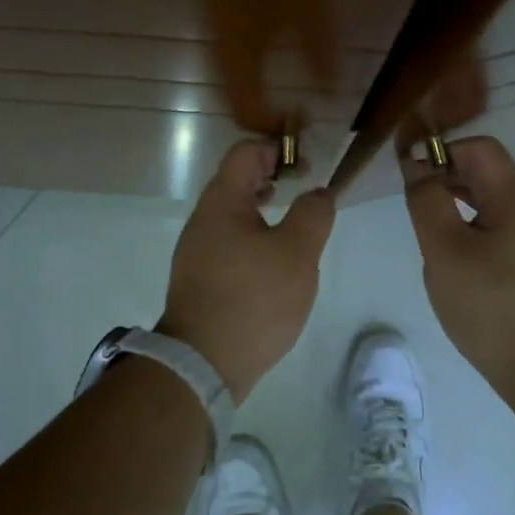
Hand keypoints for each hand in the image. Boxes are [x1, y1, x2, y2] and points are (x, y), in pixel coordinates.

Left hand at [159, 140, 335, 404]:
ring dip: (263, 210)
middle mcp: (203, 218)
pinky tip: (272, 265)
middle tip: (303, 195)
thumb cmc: (254, 298)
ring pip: (232, 213)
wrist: (203, 362)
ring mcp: (196, 249)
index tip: (306, 171)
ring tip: (293, 230)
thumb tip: (318, 193)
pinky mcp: (198, 277)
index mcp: (222, 201)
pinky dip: (252, 237)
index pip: (245, 152)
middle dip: (272, 179)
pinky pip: (227, 241)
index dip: (278, 151)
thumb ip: (313, 214)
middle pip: (236, 180)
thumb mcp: (297, 253)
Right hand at [401, 135, 514, 401]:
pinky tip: (447, 252)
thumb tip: (416, 163)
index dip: (443, 149)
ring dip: (452, 200)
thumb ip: (427, 202)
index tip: (411, 172)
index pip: (480, 148)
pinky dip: (465, 225)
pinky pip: (491, 226)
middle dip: (445, 173)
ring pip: (486, 200)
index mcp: (513, 200)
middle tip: (411, 199)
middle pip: (485, 171)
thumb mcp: (446, 251)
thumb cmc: (490, 306)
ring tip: (424, 224)